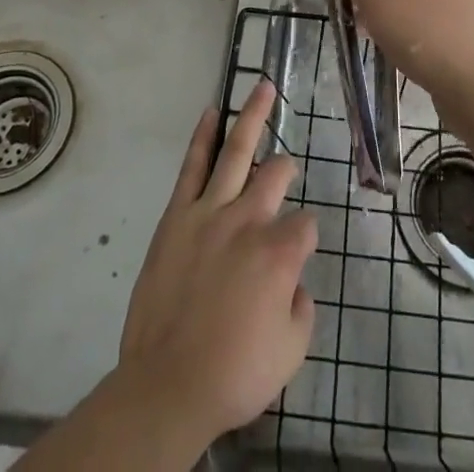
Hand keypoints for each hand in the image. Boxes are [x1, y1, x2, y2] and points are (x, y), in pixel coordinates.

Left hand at [116, 80, 316, 446]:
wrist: (167, 386)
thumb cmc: (233, 374)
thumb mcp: (289, 353)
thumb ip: (302, 310)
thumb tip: (295, 284)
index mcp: (280, 254)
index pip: (306, 225)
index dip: (306, 238)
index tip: (295, 257)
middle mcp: (249, 221)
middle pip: (276, 175)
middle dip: (285, 169)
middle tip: (285, 169)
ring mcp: (211, 212)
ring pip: (238, 151)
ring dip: (253, 115)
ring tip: (262, 86)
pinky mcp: (178, 215)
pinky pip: (193, 166)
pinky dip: (203, 136)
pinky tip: (211, 112)